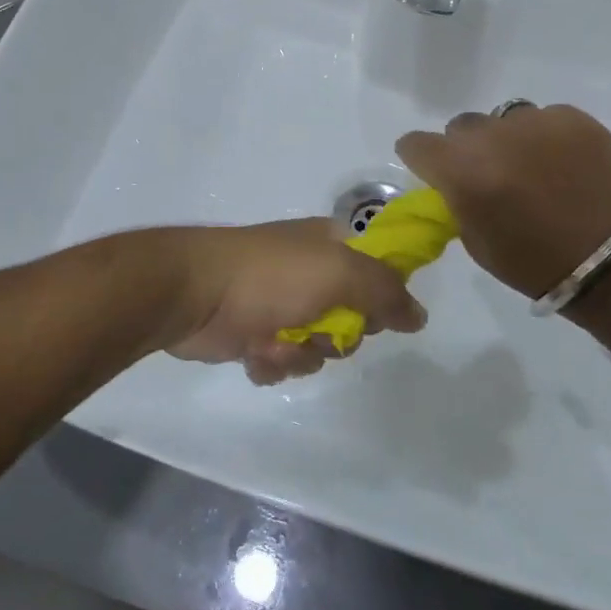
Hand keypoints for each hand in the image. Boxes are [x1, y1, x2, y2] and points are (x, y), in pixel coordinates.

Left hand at [169, 221, 426, 385]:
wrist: (191, 293)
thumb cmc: (269, 276)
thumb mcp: (339, 273)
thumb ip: (385, 292)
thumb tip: (418, 316)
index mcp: (331, 246)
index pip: (380, 272)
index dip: (380, 297)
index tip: (371, 313)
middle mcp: (310, 273)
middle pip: (352, 320)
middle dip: (335, 336)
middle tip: (316, 329)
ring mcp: (280, 304)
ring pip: (318, 347)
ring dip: (298, 353)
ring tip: (273, 343)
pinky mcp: (253, 333)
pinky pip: (283, 362)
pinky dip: (271, 363)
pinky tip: (254, 353)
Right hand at [396, 105, 610, 300]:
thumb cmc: (533, 263)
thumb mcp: (474, 239)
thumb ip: (456, 197)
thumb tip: (453, 179)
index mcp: (463, 171)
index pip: (417, 143)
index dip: (421, 157)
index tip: (431, 170)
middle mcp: (494, 137)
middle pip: (461, 127)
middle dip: (467, 149)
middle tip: (489, 175)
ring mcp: (536, 122)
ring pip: (503, 119)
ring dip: (506, 140)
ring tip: (530, 167)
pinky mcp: (573, 118)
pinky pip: (543, 118)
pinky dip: (544, 138)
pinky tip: (561, 165)